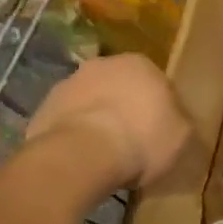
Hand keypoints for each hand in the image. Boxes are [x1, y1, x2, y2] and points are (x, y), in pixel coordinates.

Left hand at [24, 54, 190, 190]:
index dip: (158, 107)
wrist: (80, 156)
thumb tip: (178, 125)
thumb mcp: (180, 137)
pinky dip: (72, 136)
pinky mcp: (42, 109)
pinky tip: (79, 160)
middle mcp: (103, 64)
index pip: (155, 82)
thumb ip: (180, 124)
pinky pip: (65, 123)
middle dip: (123, 108)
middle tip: (131, 140)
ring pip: (89, 102)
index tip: (158, 131)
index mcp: (141, 63)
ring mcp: (67, 84)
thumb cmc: (140, 139)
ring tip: (102, 155)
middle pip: (119, 87)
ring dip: (95, 120)